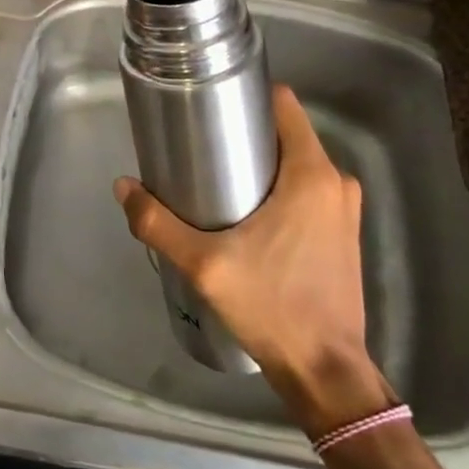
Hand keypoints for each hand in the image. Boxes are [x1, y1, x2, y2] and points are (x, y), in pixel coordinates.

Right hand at [113, 85, 392, 437]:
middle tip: (203, 147)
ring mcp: (345, 210)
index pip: (286, 106)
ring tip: (218, 178)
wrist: (325, 371)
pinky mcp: (343, 234)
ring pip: (297, 164)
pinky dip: (280, 189)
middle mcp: (337, 183)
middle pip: (287, 134)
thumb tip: (123, 187)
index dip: (250, 97)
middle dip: (247, 134)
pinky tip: (247, 212)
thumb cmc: (272, 306)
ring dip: (263, 164)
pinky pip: (308, 191)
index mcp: (312, 175)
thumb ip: (158, 223)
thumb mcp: (204, 264)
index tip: (214, 107)